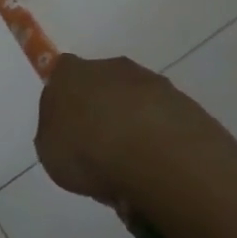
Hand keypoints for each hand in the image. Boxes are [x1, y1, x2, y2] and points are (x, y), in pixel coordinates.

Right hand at [35, 53, 236, 212]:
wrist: (156, 159)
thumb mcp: (49, 151)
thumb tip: (68, 132)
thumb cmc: (88, 152)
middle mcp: (111, 67)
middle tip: (100, 151)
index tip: (68, 127)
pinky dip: (162, 141)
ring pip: (137, 103)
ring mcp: (153, 83)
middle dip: (102, 112)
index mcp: (70, 73)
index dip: (64, 99)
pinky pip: (166, 122)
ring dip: (135, 127)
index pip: (61, 74)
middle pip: (103, 85)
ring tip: (134, 169)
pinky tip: (160, 170)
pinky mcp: (187, 104)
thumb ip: (56, 134)